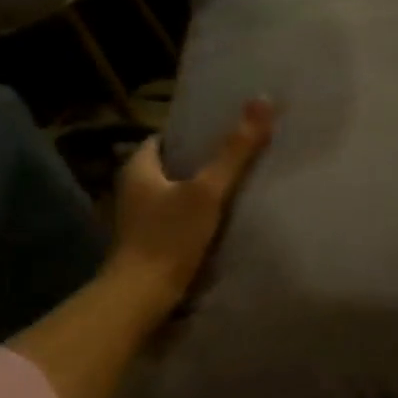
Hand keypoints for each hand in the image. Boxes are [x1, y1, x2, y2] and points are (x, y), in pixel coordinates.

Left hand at [106, 98, 274, 313]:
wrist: (143, 296)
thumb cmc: (170, 237)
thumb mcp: (208, 190)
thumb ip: (235, 150)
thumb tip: (263, 101)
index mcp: (138, 167)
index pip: (165, 138)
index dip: (194, 133)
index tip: (225, 130)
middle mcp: (134, 189)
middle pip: (173, 165)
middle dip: (201, 161)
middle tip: (239, 155)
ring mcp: (141, 218)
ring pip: (176, 192)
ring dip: (201, 189)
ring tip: (237, 185)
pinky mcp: (152, 241)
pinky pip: (178, 216)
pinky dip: (197, 213)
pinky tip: (223, 218)